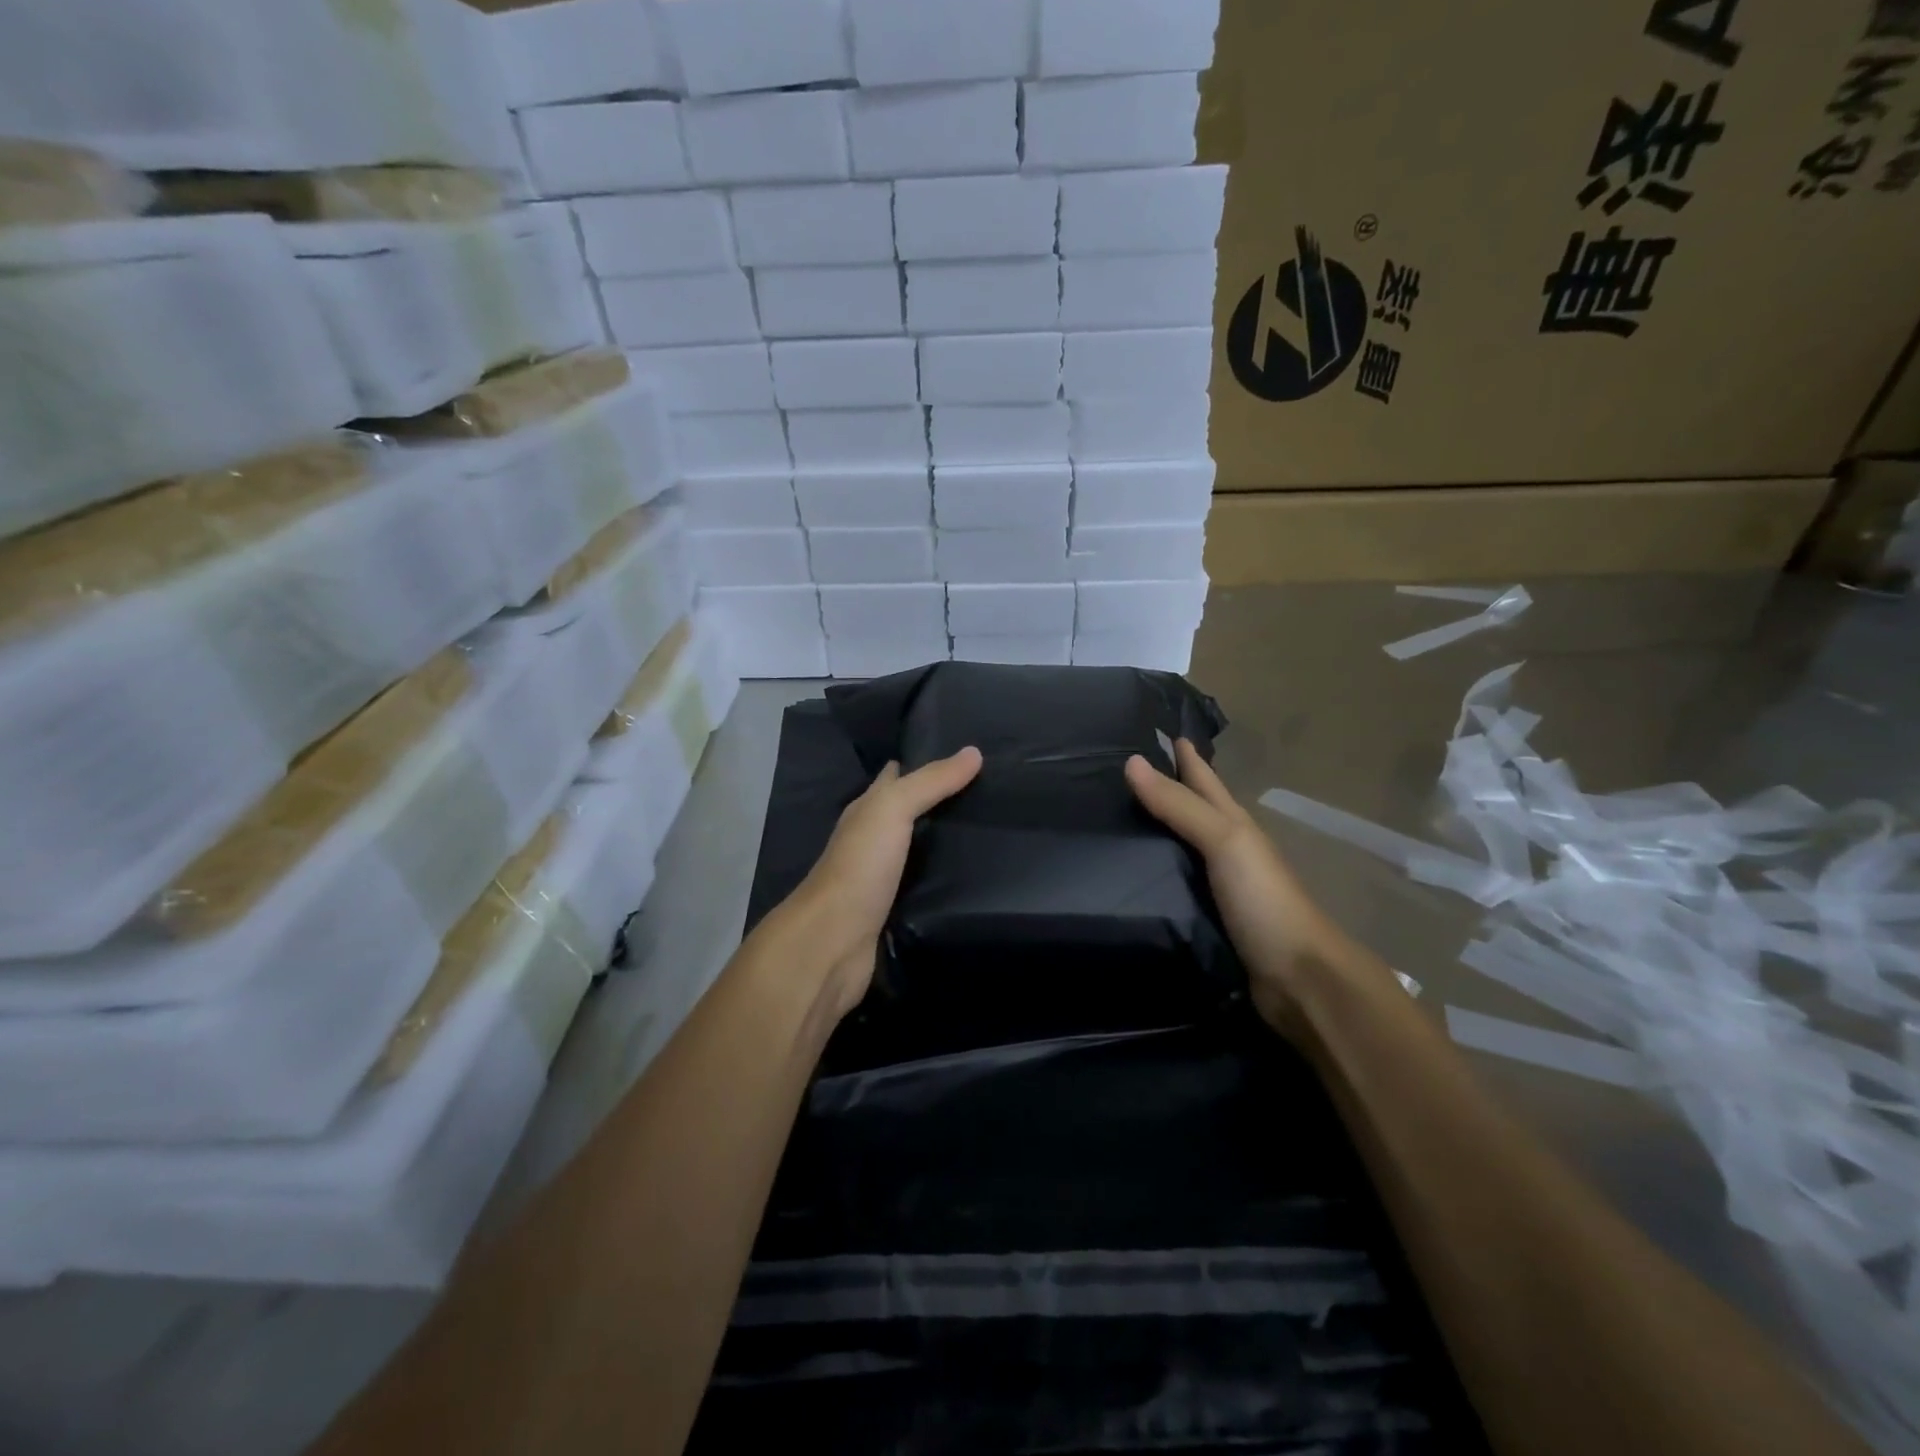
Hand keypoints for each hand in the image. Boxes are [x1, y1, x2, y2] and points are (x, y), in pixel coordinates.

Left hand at [783, 747, 982, 1022]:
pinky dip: (942, 877)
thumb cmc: (860, 867)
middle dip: (939, 801)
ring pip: (916, 849)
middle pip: (906, 813)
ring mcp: (880, 877)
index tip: (964, 754)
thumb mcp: (892, 810)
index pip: (894, 777)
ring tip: (989, 830)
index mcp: (865, 811)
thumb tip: (974, 751)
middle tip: (989, 791)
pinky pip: (922, 885)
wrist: (833, 942)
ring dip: (943, 841)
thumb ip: (931, 782)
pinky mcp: (892, 911)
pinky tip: (970, 877)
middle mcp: (870, 840)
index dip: (921, 762)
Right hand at [1125, 740, 1349, 1038]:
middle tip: (1126, 771)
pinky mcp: (1210, 921)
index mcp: (1235, 826)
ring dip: (1159, 832)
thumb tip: (1131, 762)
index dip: (1187, 758)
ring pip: (1184, 849)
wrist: (1299, 979)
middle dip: (1170, 788)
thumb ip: (1179, 806)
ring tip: (1120, 820)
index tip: (1161, 732)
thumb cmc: (1264, 900)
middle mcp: (1229, 851)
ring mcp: (1221, 888)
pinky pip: (1177, 885)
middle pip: (1195, 811)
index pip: (1205, 781)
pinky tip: (1135, 877)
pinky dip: (1158, 874)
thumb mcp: (1225, 842)